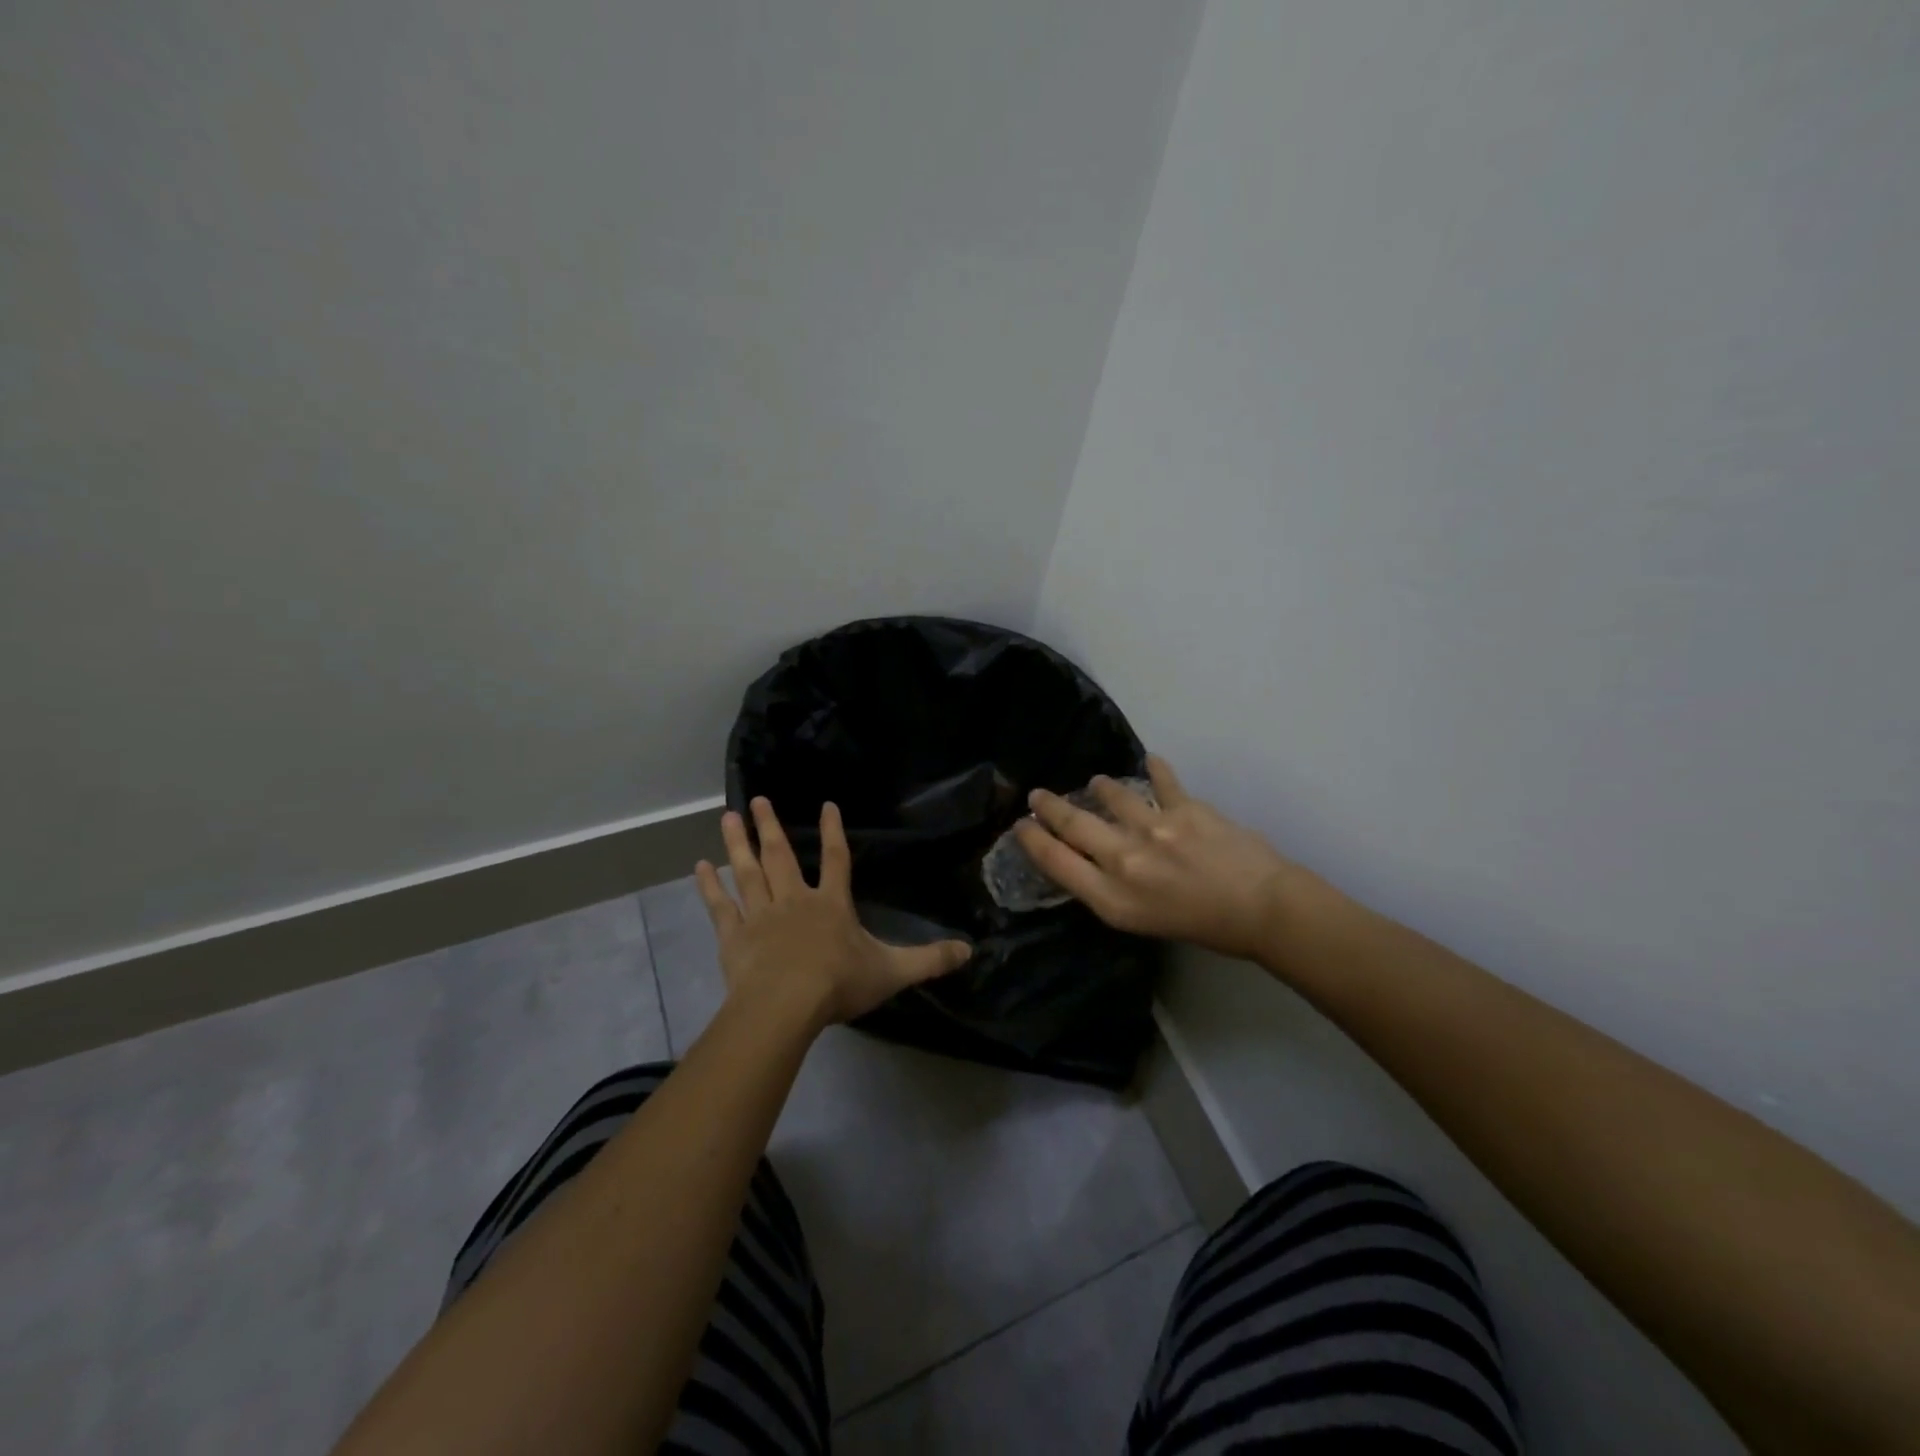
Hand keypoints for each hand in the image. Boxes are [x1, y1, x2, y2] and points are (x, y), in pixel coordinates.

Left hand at [696, 798, 972, 1030]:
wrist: (785, 1007)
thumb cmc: (838, 985)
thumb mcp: (893, 971)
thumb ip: (929, 959)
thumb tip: (970, 950)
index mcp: (831, 904)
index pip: (836, 859)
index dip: (832, 832)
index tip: (827, 805)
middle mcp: (794, 900)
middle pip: (781, 856)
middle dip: (771, 827)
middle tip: (759, 800)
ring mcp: (761, 916)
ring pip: (748, 872)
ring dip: (738, 844)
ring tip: (728, 817)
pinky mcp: (734, 937)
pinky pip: (721, 906)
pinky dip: (710, 887)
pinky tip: (699, 868)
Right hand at [1014, 756, 1316, 962]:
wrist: (1263, 910)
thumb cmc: (1203, 927)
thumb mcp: (1141, 922)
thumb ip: (1110, 891)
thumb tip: (1093, 860)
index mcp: (1112, 896)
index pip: (1056, 862)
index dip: (1033, 841)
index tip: (1021, 826)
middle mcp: (1124, 859)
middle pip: (1073, 825)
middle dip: (1049, 808)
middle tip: (1037, 796)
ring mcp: (1154, 828)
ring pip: (1111, 796)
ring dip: (1099, 788)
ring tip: (1096, 784)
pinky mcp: (1185, 807)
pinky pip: (1162, 780)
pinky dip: (1155, 769)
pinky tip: (1150, 761)